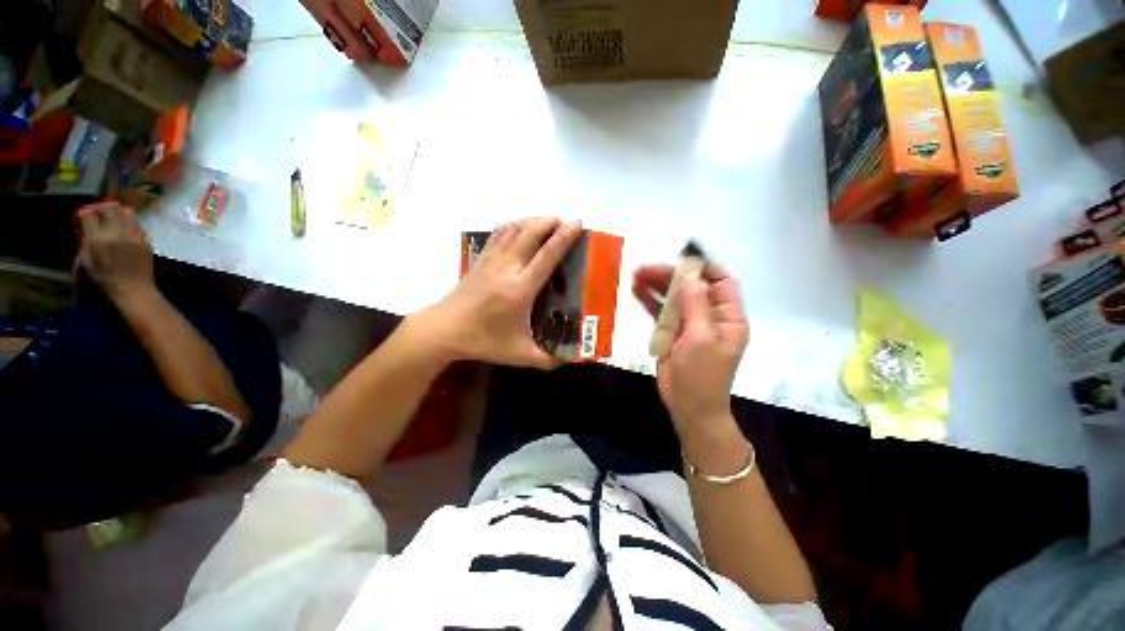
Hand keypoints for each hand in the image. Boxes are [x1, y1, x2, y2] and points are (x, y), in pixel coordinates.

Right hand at [73, 202, 154, 302]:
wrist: (133, 288)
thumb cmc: (106, 279)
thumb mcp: (87, 262)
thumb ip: (85, 243)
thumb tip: (84, 229)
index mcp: (97, 239)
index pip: (89, 215)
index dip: (87, 213)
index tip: (87, 216)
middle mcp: (115, 233)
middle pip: (110, 208)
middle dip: (105, 209)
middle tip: (103, 214)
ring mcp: (133, 236)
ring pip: (127, 213)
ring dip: (121, 214)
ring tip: (117, 219)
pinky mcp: (145, 240)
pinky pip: (138, 225)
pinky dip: (132, 224)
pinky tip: (129, 230)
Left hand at [419, 218, 582, 368]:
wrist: (443, 330)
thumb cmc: (483, 340)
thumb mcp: (519, 354)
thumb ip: (547, 359)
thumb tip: (572, 360)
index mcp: (521, 288)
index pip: (547, 255)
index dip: (564, 237)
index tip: (577, 222)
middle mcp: (507, 267)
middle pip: (531, 233)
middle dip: (551, 222)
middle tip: (567, 223)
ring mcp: (491, 260)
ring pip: (514, 228)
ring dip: (534, 221)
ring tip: (548, 223)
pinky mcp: (480, 259)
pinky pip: (499, 233)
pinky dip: (515, 225)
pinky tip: (521, 228)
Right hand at [633, 263, 748, 431]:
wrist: (689, 407)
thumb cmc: (702, 375)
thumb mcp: (701, 337)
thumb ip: (695, 304)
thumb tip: (689, 275)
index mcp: (727, 317)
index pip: (721, 281)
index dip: (703, 267)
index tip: (680, 258)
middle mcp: (710, 317)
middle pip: (691, 287)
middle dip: (670, 276)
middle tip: (644, 269)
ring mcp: (689, 324)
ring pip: (674, 298)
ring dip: (656, 286)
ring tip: (635, 276)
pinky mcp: (672, 333)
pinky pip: (661, 312)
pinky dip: (649, 301)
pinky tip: (636, 291)